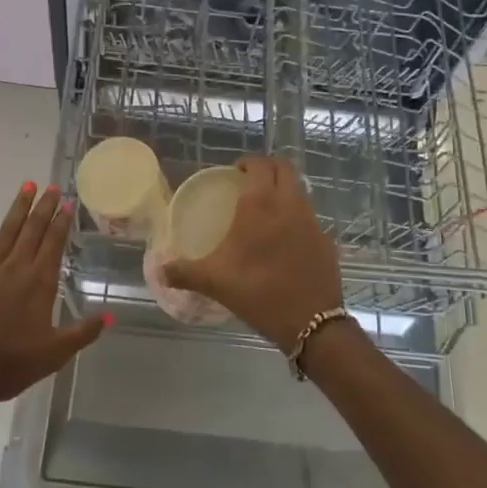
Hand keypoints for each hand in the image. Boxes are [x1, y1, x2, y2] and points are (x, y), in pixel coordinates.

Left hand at [0, 183, 106, 406]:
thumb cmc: (9, 365)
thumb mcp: (54, 354)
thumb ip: (83, 332)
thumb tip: (111, 315)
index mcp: (39, 285)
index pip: (53, 245)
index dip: (61, 223)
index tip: (67, 203)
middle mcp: (15, 270)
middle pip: (32, 232)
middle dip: (43, 208)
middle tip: (51, 186)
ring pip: (6, 233)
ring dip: (17, 210)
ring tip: (26, 186)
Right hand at [163, 156, 344, 350]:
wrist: (311, 323)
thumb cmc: (258, 293)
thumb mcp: (215, 282)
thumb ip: (184, 272)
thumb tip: (159, 271)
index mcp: (261, 204)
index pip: (259, 165)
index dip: (248, 163)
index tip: (235, 173)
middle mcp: (290, 203)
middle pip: (284, 168)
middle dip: (268, 169)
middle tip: (250, 183)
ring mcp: (312, 221)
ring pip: (300, 190)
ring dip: (284, 190)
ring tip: (266, 209)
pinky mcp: (326, 240)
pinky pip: (310, 216)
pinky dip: (296, 217)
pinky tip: (284, 240)